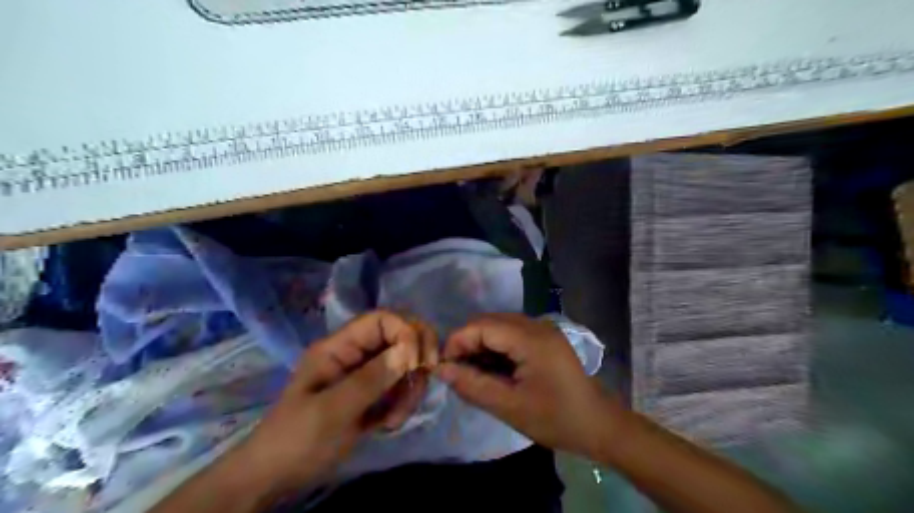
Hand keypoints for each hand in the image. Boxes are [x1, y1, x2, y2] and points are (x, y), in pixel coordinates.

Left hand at [233, 311, 437, 494]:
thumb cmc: (297, 439)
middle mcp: (356, 354)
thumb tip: (409, 352)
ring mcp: (366, 374)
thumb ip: (370, 379)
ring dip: (410, 389)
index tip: (417, 363)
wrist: (277, 477)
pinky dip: (404, 404)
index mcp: (339, 347)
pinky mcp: (374, 394)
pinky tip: (389, 425)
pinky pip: (402, 387)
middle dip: (416, 360)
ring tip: (394, 419)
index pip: (383, 320)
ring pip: (407, 365)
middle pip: (401, 337)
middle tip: (420, 384)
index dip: (406, 333)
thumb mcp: (331, 410)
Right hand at [435, 313, 620, 457]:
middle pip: (489, 322)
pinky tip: (492, 371)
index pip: (482, 325)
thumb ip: (473, 386)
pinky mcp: (544, 339)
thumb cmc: (556, 419)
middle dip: (467, 343)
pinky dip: (495, 349)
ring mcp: (542, 330)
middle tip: (456, 372)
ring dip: (480, 346)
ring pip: (498, 327)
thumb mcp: (509, 407)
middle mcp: (536, 326)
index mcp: (531, 338)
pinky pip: (511, 335)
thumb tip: (441, 369)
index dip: (457, 341)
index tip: (444, 366)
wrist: (599, 425)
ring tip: (472, 374)